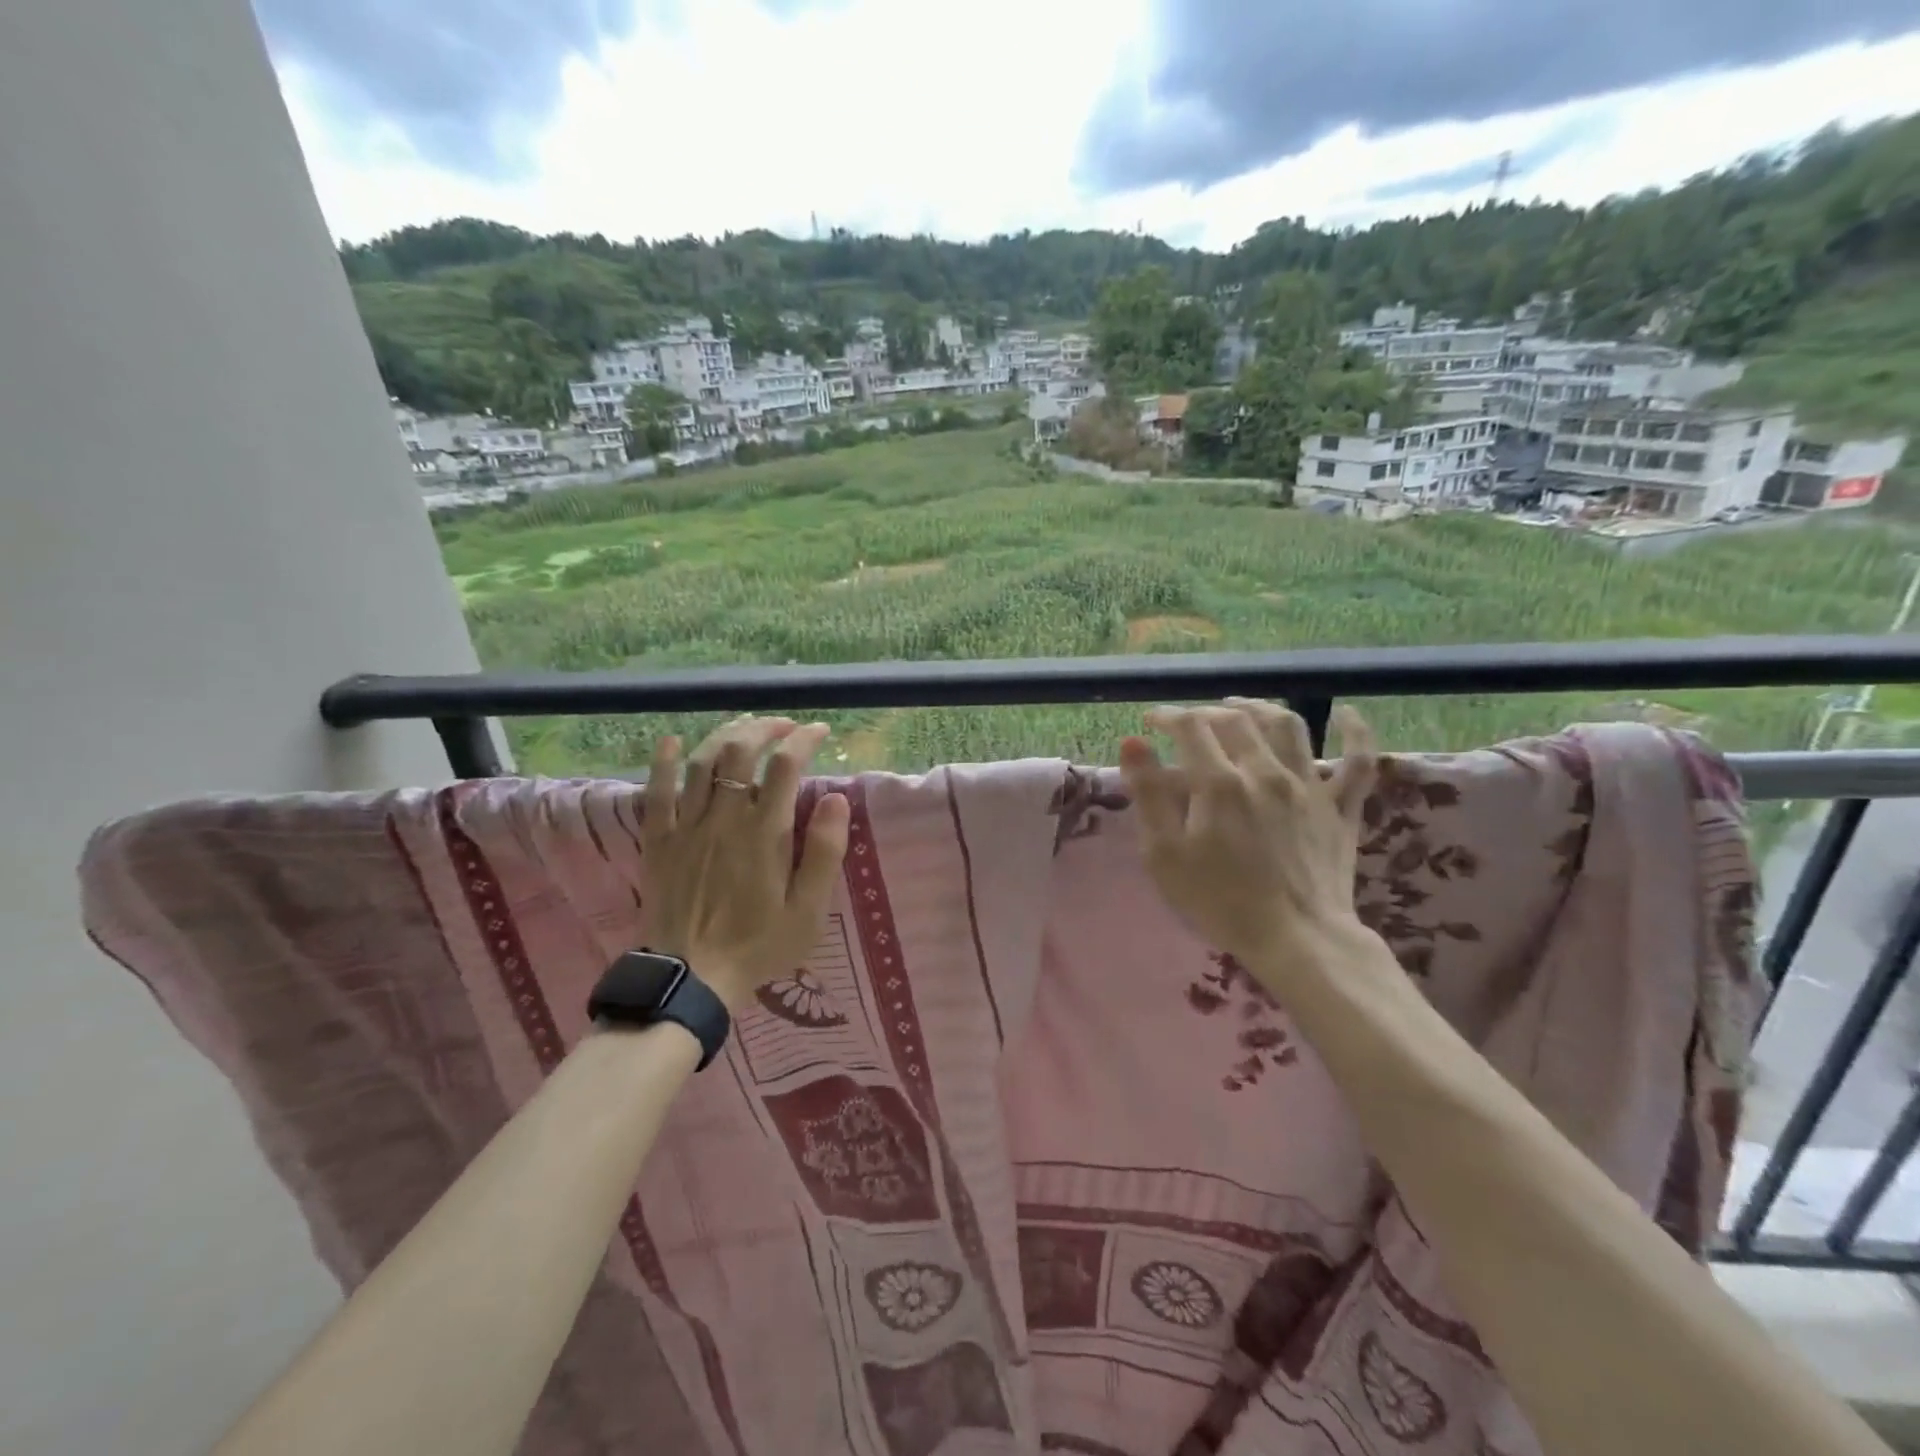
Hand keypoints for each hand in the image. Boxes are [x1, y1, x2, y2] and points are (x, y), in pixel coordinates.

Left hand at [639, 716, 849, 1010]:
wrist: (691, 979)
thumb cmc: (759, 945)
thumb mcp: (808, 909)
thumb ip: (825, 851)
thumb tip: (837, 798)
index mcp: (765, 833)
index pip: (786, 766)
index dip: (803, 740)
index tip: (819, 731)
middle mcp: (724, 818)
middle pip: (740, 752)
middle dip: (765, 728)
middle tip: (784, 726)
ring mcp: (687, 827)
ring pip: (701, 763)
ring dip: (725, 736)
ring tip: (745, 727)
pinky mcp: (658, 841)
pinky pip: (656, 792)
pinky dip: (662, 762)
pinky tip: (671, 741)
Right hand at [1119, 700, 1379, 984]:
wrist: (1297, 940)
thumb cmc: (1219, 901)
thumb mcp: (1165, 854)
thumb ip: (1148, 794)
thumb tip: (1133, 741)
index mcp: (1220, 783)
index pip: (1190, 727)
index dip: (1167, 716)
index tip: (1150, 721)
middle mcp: (1265, 772)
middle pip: (1235, 720)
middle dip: (1205, 712)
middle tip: (1187, 722)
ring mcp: (1308, 786)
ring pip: (1288, 726)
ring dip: (1260, 707)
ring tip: (1241, 707)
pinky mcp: (1341, 808)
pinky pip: (1358, 762)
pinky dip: (1354, 733)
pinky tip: (1346, 713)